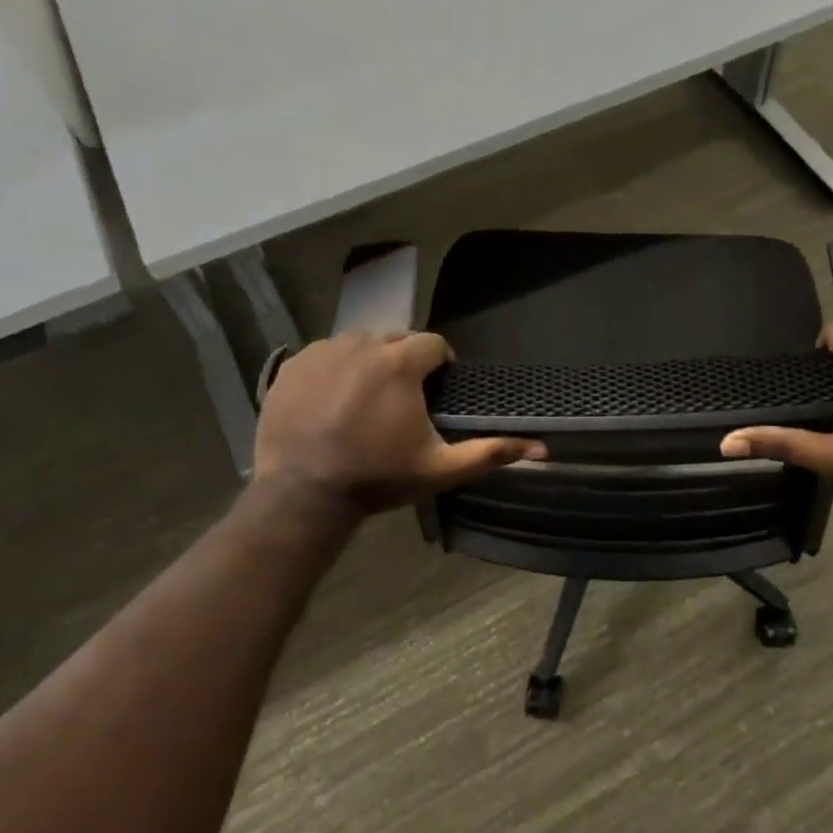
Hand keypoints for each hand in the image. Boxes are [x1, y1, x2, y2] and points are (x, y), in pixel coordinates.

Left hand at [252, 332, 544, 515]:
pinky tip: (333, 401)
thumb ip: (489, 452)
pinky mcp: (293, 365)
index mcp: (399, 362)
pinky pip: (324, 354)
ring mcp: (322, 351)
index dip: (440, 365)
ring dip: (370, 362)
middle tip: (402, 399)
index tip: (436, 391)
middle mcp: (361, 344)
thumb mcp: (439, 469)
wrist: (303, 493)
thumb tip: (539, 447)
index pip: (433, 344)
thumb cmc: (377, 478)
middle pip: (395, 339)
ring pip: (358, 344)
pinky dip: (334, 369)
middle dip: (405, 361)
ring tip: (366, 399)